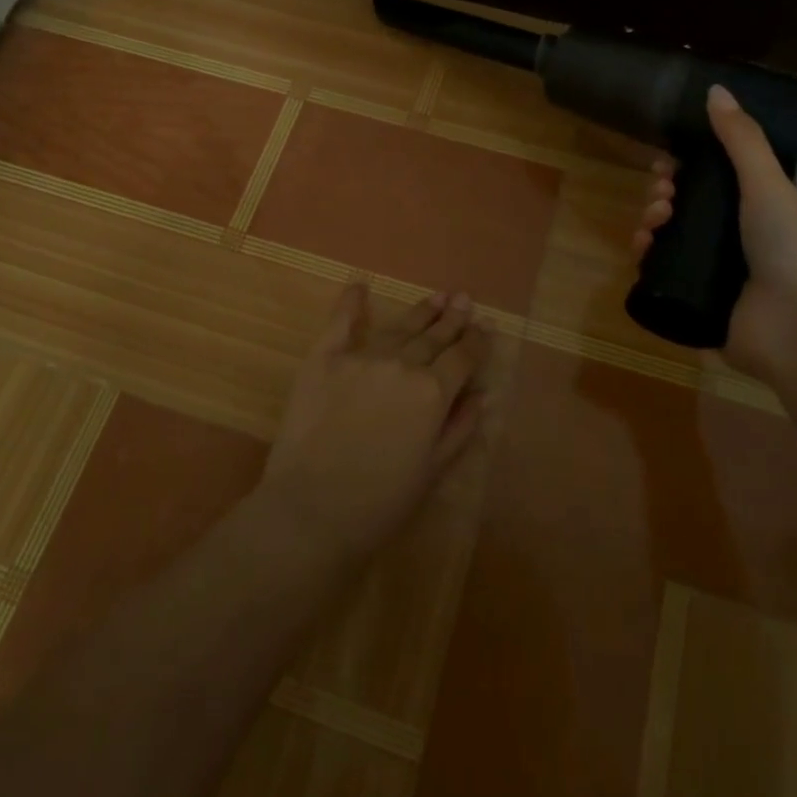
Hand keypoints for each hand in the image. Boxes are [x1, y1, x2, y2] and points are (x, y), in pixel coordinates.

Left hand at [259, 285, 488, 562]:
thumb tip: (482, 394)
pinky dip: (351, 302)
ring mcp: (361, 358)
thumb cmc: (380, 502)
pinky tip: (359, 285)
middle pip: (433, 336)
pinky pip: (341, 323)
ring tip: (437, 296)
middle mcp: (402, 365)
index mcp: (433, 393)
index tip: (485, 326)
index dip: (476, 341)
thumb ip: (460, 427)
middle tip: (464, 299)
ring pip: (399, 328)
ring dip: (421, 311)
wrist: (312, 511)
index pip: (463, 358)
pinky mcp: (323, 359)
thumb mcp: (433, 471)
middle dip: (452, 318)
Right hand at [633, 84, 796, 378]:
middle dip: (662, 196)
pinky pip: (659, 275)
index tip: (665, 164)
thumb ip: (741, 138)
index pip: (709, 182)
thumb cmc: (790, 246)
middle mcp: (733, 240)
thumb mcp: (767, 182)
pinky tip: (641, 251)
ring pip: (667, 240)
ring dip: (650, 223)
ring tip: (653, 224)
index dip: (683, 169)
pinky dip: (646, 259)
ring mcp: (713, 274)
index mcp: (754, 210)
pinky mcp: (695, 303)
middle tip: (662, 197)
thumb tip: (714, 89)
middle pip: (683, 210)